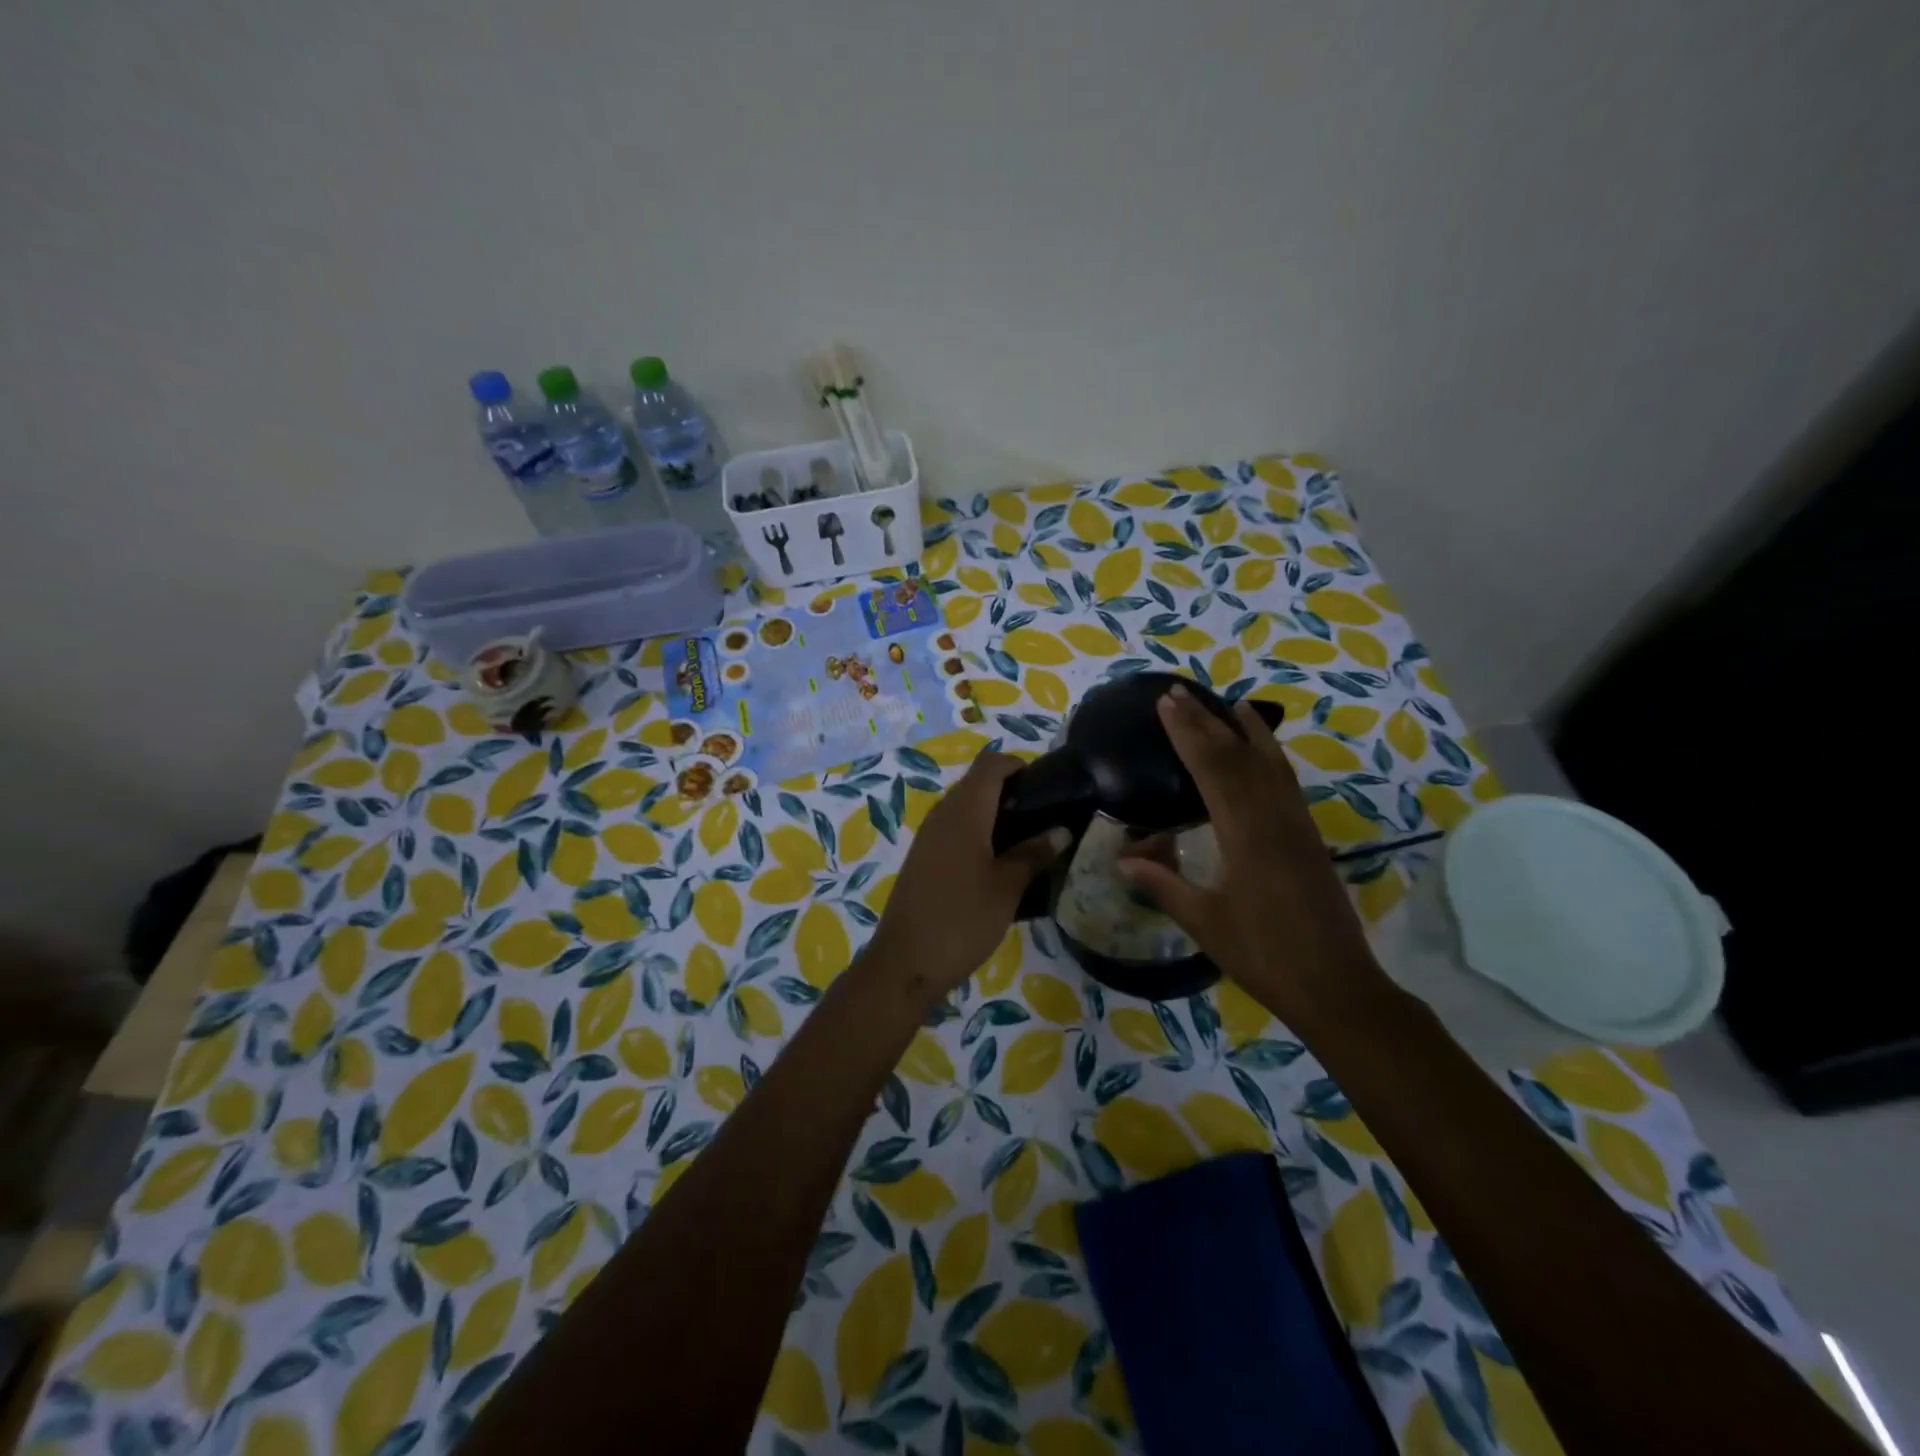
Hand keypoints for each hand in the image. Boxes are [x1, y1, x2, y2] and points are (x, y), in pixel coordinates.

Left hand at [865, 752, 1067, 1005]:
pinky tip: (997, 862)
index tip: (1046, 786)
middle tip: (1043, 817)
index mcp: (964, 811)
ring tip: (1027, 841)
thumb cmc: (962, 920)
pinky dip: (977, 833)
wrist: (905, 963)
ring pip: (965, 807)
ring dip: (994, 814)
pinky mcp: (922, 857)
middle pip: (977, 783)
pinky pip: (953, 829)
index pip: (990, 764)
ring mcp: (928, 836)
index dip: (1018, 765)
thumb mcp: (1007, 888)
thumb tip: (1061, 830)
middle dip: (1010, 791)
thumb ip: (1034, 854)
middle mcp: (942, 814)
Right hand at [1119, 686, 1382, 1024]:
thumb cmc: (1263, 955)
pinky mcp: (1308, 837)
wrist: (1335, 984)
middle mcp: (1273, 818)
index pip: (1211, 768)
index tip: (1165, 704)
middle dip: (1206, 722)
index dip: (1186, 733)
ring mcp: (1296, 825)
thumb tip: (1123, 858)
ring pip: (1269, 763)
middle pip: (1237, 757)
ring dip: (1245, 731)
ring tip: (1227, 703)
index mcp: (1245, 834)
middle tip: (1179, 693)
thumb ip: (1163, 884)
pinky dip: (1271, 756)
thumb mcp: (1204, 922)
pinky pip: (1286, 782)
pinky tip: (1263, 752)